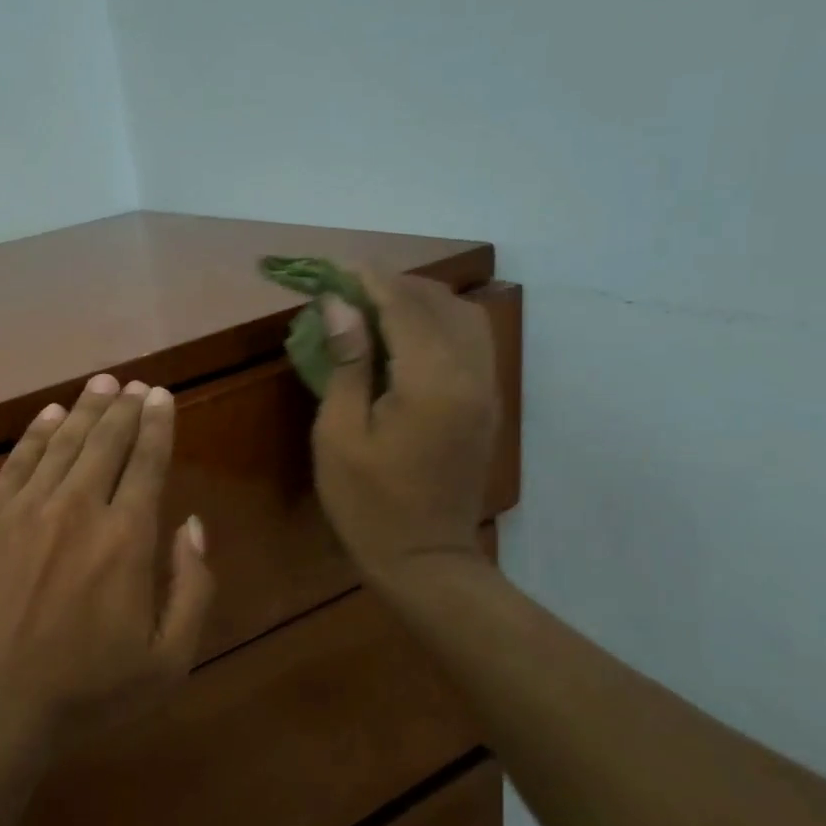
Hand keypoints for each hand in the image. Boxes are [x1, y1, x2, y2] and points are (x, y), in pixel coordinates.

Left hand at [0, 373, 214, 742]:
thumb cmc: (85, 689)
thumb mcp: (167, 659)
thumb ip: (193, 588)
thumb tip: (191, 525)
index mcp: (127, 538)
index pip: (148, 463)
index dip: (158, 425)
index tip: (162, 396)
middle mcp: (79, 507)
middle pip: (107, 442)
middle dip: (125, 407)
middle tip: (134, 384)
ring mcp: (27, 508)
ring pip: (64, 442)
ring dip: (87, 409)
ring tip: (102, 383)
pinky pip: (18, 461)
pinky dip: (37, 432)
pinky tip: (51, 414)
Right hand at [311, 270, 499, 592]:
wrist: (424, 559)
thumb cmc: (367, 502)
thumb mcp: (339, 433)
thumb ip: (346, 363)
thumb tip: (339, 304)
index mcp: (431, 382)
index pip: (405, 307)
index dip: (371, 280)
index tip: (340, 266)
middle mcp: (470, 375)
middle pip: (441, 304)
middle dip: (397, 286)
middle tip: (352, 288)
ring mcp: (486, 390)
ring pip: (464, 319)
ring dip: (422, 302)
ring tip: (378, 307)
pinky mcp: (486, 404)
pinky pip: (471, 344)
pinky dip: (439, 326)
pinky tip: (407, 337)